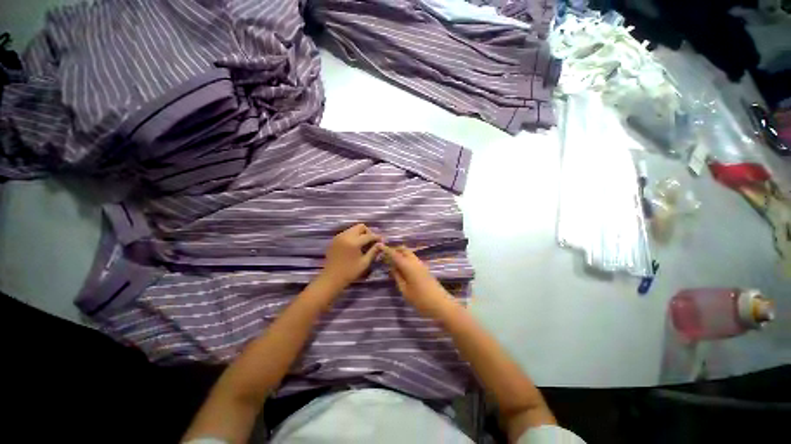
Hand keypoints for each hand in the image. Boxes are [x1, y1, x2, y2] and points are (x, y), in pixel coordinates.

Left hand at [318, 224, 382, 291]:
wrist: (331, 278)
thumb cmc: (350, 272)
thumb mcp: (364, 262)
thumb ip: (373, 251)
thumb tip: (381, 244)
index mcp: (354, 242)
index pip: (368, 235)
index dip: (376, 237)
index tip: (382, 241)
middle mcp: (346, 236)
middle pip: (360, 227)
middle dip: (368, 232)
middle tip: (371, 242)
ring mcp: (339, 237)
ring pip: (353, 229)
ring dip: (360, 234)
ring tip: (363, 244)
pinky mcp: (334, 240)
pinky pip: (346, 233)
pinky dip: (352, 236)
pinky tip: (354, 246)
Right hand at [380, 244, 455, 318]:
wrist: (441, 304)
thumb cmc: (420, 299)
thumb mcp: (405, 290)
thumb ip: (397, 277)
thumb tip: (392, 267)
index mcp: (408, 266)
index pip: (395, 254)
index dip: (386, 249)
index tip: (379, 245)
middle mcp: (415, 262)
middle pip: (404, 250)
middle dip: (394, 250)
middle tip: (385, 256)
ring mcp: (421, 264)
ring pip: (409, 253)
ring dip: (400, 254)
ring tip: (392, 261)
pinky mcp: (424, 269)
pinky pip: (412, 259)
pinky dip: (405, 259)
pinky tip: (401, 267)